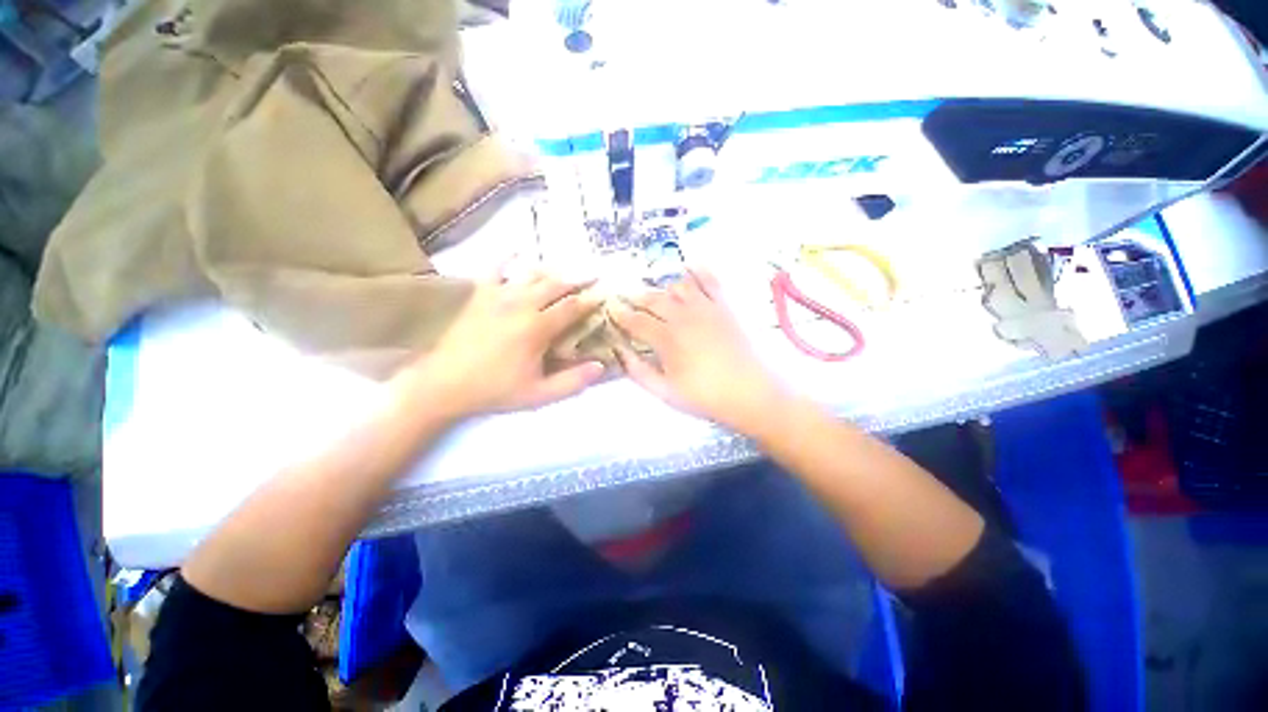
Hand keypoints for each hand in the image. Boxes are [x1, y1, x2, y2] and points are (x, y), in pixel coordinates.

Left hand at [401, 272, 605, 419]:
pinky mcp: (479, 294)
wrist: (444, 384)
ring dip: (553, 271)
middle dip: (578, 279)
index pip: (572, 307)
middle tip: (594, 275)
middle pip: (556, 284)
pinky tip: (518, 251)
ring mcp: (498, 295)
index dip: (591, 300)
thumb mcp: (539, 394)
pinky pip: (495, 268)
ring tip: (566, 269)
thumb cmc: (494, 389)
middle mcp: (521, 303)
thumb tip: (601, 366)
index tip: (604, 295)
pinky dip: (508, 258)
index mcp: (537, 327)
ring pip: (532, 273)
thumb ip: (573, 381)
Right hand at [609, 269, 788, 434]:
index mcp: (666, 339)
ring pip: (677, 285)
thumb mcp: (666, 393)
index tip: (612, 310)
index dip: (620, 315)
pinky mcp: (726, 304)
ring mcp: (706, 306)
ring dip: (663, 288)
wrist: (755, 392)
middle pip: (653, 299)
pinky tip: (689, 268)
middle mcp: (683, 315)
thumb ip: (638, 372)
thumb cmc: (707, 397)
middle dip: (637, 298)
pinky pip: (710, 278)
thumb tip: (618, 352)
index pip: (635, 320)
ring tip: (660, 295)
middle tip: (630, 301)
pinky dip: (697, 270)